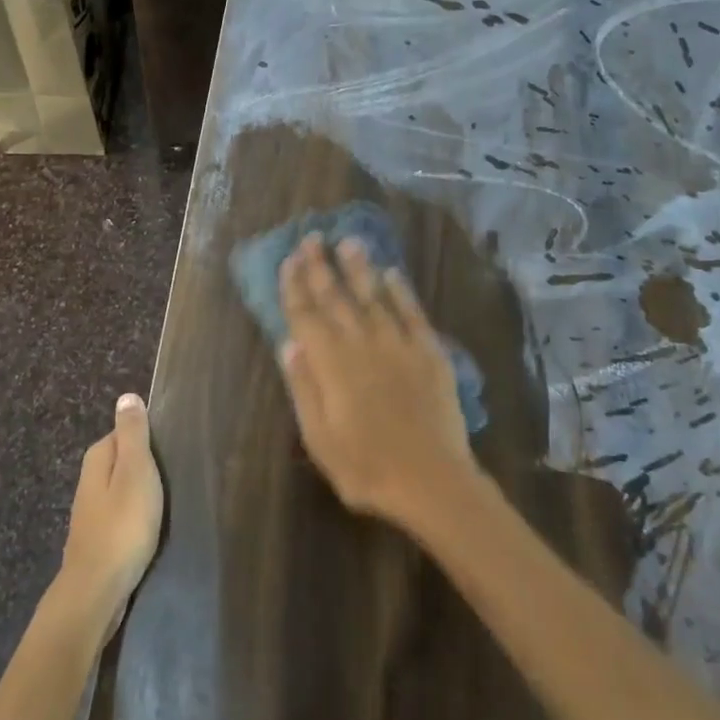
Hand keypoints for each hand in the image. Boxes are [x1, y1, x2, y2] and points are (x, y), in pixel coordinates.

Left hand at [57, 394, 164, 634]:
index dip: (148, 438)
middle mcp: (89, 480)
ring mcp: (91, 511)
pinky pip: (121, 514)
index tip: (173, 448)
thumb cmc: (123, 525)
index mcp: (98, 458)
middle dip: (146, 464)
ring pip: (122, 488)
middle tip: (175, 473)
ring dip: (141, 492)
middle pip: (123, 459)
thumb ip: (133, 435)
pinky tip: (150, 527)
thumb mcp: (135, 472)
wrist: (97, 591)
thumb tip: (126, 396)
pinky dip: (136, 515)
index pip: (125, 432)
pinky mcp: (98, 538)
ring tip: (168, 500)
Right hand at [276, 234, 476, 528]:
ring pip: (373, 296)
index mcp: (331, 364)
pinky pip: (412, 313)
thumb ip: (304, 386)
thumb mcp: (319, 437)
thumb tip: (289, 343)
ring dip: (359, 268)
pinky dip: (401, 291)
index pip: (306, 316)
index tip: (288, 260)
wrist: (431, 481)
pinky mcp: (429, 353)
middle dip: (320, 266)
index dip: (295, 287)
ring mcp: (398, 345)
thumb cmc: (365, 467)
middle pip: (336, 298)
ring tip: (348, 241)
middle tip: (311, 237)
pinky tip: (392, 273)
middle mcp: (362, 344)